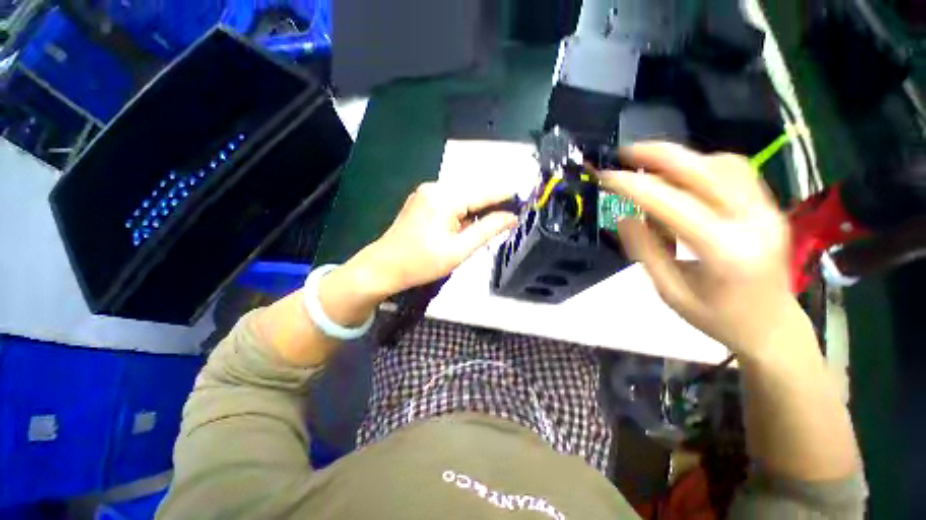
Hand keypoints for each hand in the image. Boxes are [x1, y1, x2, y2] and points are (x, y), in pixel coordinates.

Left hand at [350, 182, 517, 298]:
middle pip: (473, 193)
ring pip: (462, 198)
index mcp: (444, 198)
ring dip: (475, 212)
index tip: (525, 198)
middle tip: (504, 223)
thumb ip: (487, 230)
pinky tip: (462, 228)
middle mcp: (435, 187)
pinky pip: (450, 201)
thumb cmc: (421, 262)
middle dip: (489, 207)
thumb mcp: (459, 250)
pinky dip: (462, 213)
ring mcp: (426, 192)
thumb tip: (511, 217)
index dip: (506, 196)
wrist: (384, 266)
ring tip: (480, 231)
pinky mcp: (422, 199)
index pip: (484, 192)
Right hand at [598, 143, 806, 357]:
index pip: (672, 204)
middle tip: (625, 152)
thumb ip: (645, 252)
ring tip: (649, 167)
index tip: (606, 177)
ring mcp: (766, 210)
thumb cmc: (717, 318)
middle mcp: (752, 222)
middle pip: (705, 170)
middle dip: (660, 155)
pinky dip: (702, 165)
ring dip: (681, 159)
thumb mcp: (670, 292)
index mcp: (724, 251)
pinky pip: (735, 171)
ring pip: (722, 164)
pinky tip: (682, 177)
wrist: (772, 327)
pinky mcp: (769, 206)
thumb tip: (624, 218)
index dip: (634, 186)